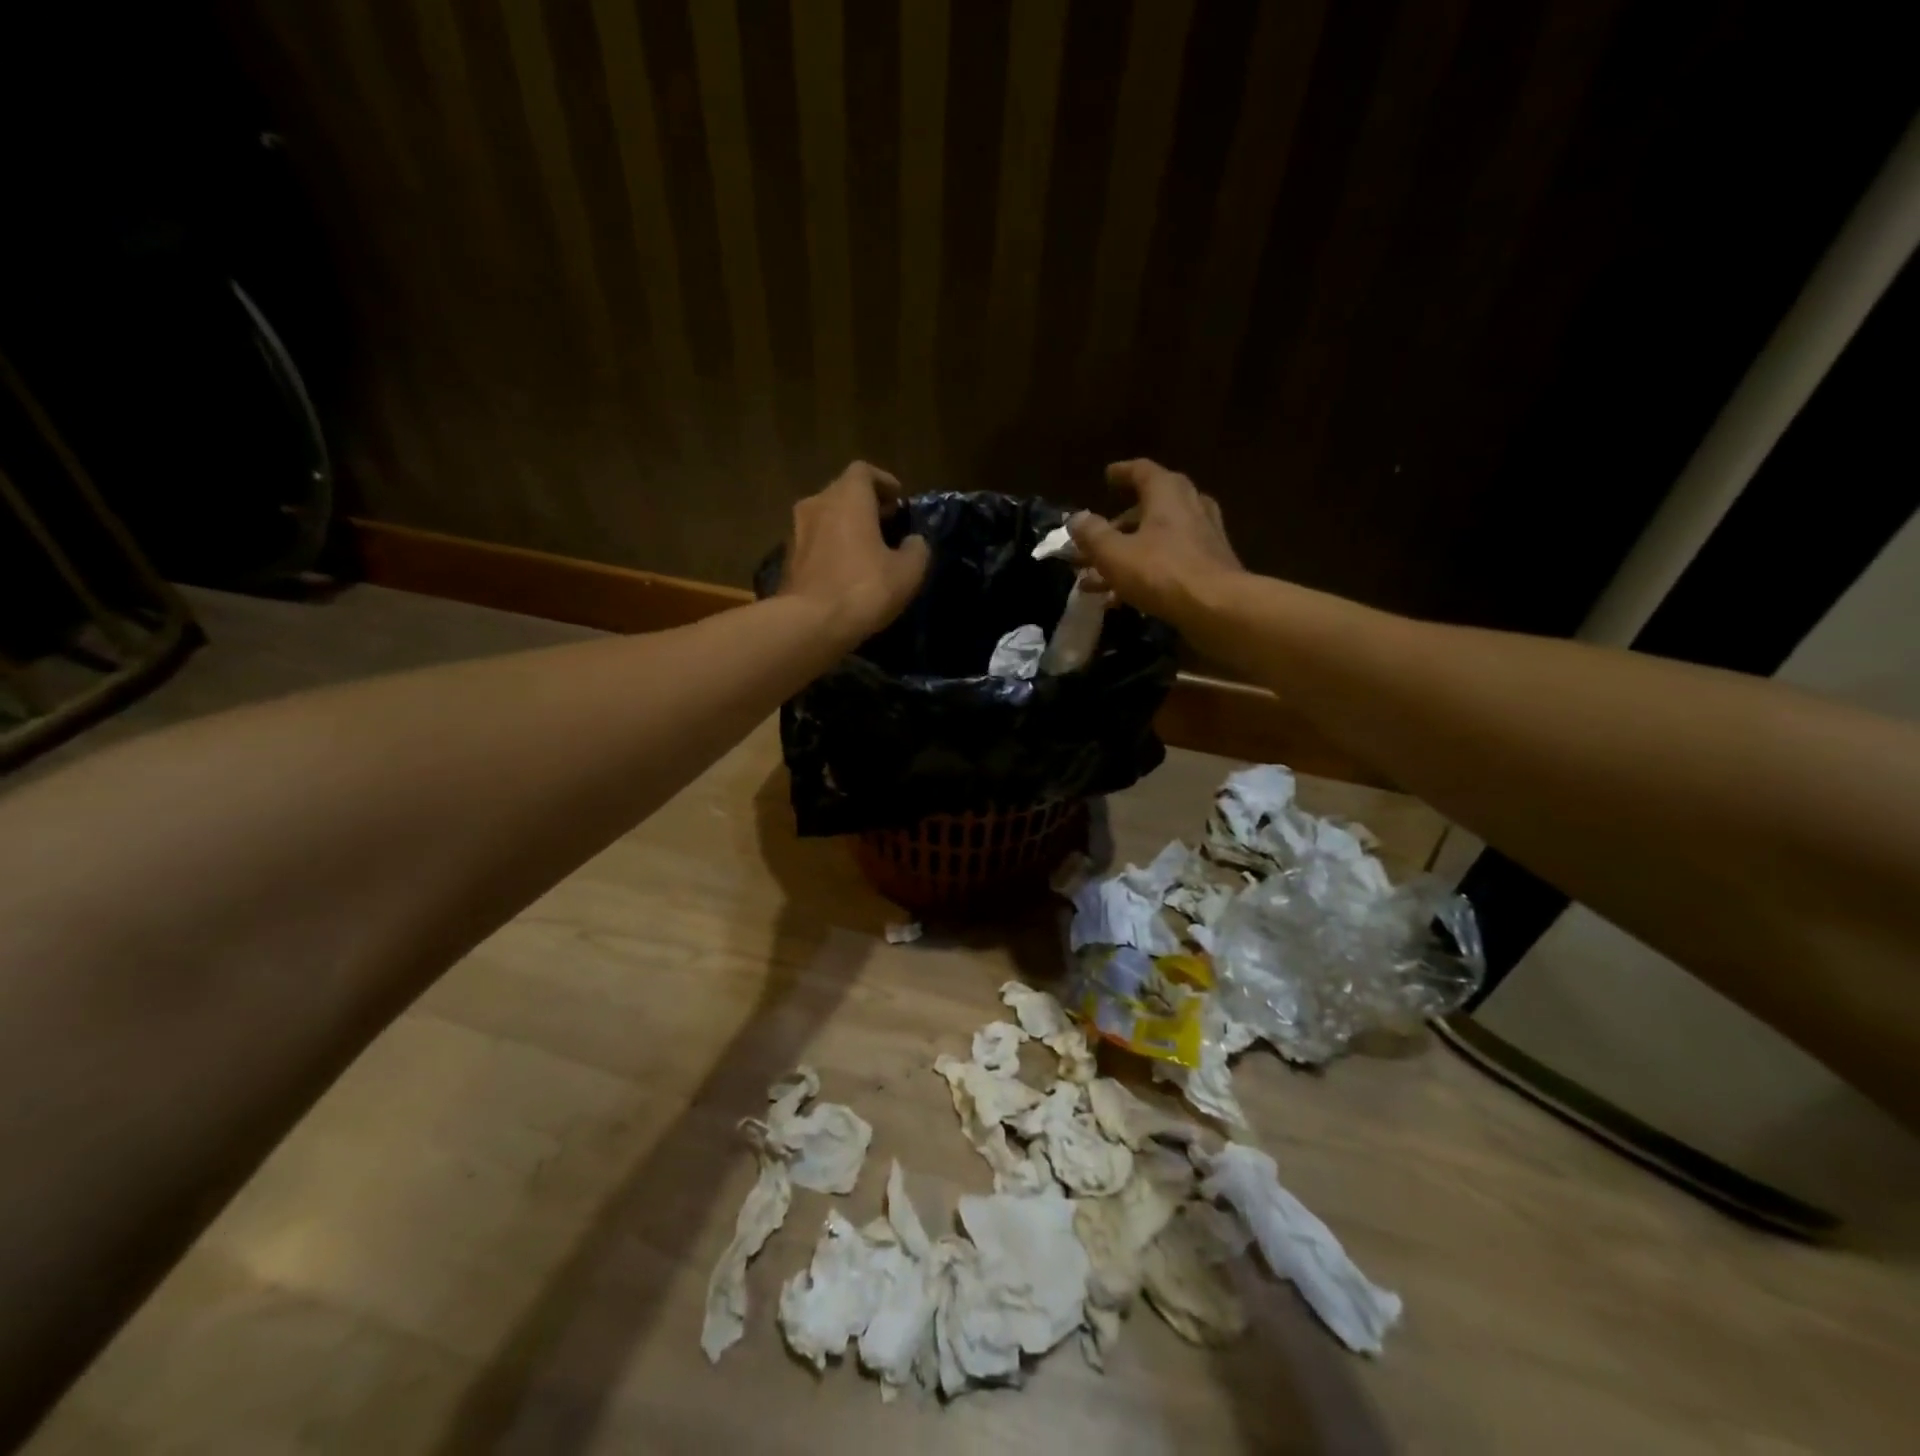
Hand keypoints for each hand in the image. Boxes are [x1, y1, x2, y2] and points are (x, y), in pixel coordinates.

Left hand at [781, 461, 930, 641]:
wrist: (810, 624)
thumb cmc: (864, 588)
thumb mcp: (907, 572)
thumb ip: (916, 549)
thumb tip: (913, 542)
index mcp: (847, 498)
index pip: (863, 471)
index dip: (883, 482)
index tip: (897, 500)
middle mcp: (817, 504)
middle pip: (842, 493)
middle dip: (865, 505)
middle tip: (886, 525)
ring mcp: (796, 532)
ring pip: (825, 518)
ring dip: (845, 527)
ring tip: (866, 550)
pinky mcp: (786, 560)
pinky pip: (814, 543)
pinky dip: (830, 548)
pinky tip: (845, 572)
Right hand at [1067, 459, 1243, 627]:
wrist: (1218, 609)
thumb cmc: (1162, 573)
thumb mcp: (1115, 554)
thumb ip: (1093, 535)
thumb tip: (1076, 518)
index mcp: (1167, 495)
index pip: (1143, 471)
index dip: (1123, 473)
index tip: (1107, 476)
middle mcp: (1190, 508)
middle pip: (1152, 506)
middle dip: (1122, 522)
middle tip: (1100, 536)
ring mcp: (1204, 538)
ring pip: (1160, 538)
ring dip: (1129, 553)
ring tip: (1098, 578)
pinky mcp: (1210, 567)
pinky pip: (1171, 562)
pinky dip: (1147, 571)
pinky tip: (1123, 597)